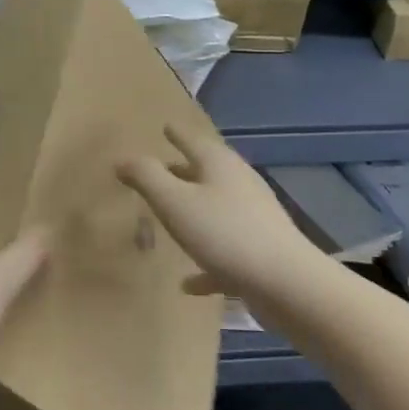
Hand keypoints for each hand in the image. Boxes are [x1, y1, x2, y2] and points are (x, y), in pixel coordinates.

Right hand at [118, 125, 320, 302]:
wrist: (285, 282)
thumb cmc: (224, 233)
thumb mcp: (174, 202)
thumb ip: (146, 177)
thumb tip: (123, 159)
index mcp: (219, 165)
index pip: (193, 140)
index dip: (177, 134)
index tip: (166, 126)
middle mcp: (239, 184)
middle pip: (207, 172)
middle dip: (183, 171)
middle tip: (162, 169)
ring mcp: (254, 218)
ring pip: (217, 208)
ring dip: (195, 212)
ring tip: (172, 218)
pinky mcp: (261, 251)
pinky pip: (225, 251)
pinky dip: (206, 260)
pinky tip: (188, 283)